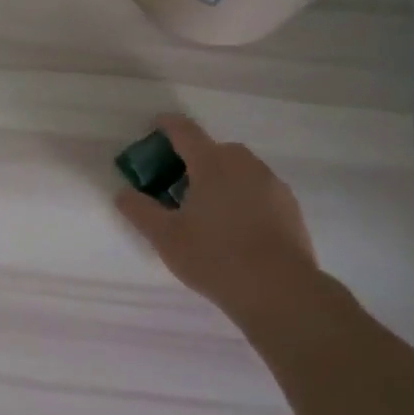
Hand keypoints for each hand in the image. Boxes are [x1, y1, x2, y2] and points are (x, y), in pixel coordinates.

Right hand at [114, 115, 320, 323]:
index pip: (186, 132)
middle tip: (177, 181)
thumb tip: (123, 193)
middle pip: (216, 149)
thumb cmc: (214, 257)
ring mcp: (272, 184)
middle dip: (195, 157)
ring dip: (221, 176)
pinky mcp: (289, 206)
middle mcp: (245, 165)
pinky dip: (242, 195)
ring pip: (241, 169)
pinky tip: (235, 224)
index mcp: (212, 165)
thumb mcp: (165, 237)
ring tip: (206, 206)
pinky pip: (259, 189)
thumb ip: (140, 211)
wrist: (279, 289)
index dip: (168, 125)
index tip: (156, 125)